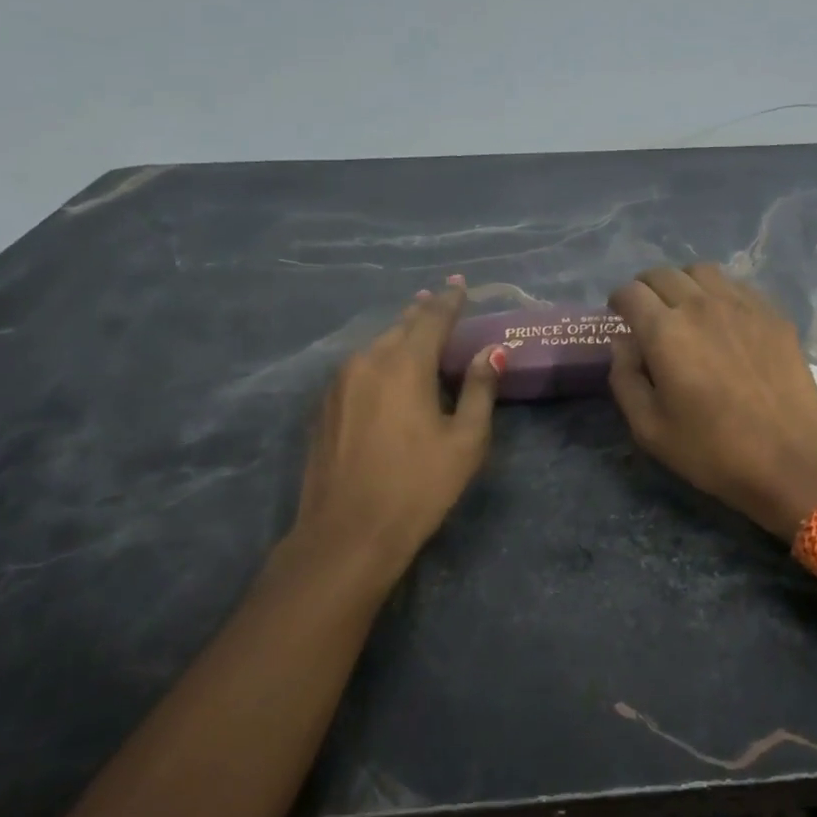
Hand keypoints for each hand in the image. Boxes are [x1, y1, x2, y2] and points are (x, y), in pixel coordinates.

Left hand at [285, 278, 503, 581]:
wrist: (346, 534)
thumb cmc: (418, 487)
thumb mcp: (465, 441)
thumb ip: (479, 389)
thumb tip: (492, 351)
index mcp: (405, 365)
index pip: (432, 318)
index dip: (450, 300)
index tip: (460, 282)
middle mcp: (366, 362)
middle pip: (399, 326)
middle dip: (422, 312)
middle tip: (439, 300)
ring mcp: (338, 384)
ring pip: (375, 346)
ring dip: (399, 335)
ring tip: (416, 330)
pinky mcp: (323, 407)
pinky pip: (357, 367)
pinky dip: (378, 359)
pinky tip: (386, 372)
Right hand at [608, 264, 816, 541]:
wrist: (791, 457)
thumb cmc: (712, 450)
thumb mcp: (649, 429)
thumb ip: (625, 379)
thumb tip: (624, 344)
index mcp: (665, 332)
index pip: (631, 293)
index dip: (618, 300)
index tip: (618, 315)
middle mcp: (701, 305)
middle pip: (663, 273)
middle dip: (646, 287)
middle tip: (646, 310)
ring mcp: (742, 305)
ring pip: (702, 271)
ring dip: (683, 282)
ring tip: (684, 306)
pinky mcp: (772, 314)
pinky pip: (737, 286)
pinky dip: (718, 292)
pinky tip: (722, 318)